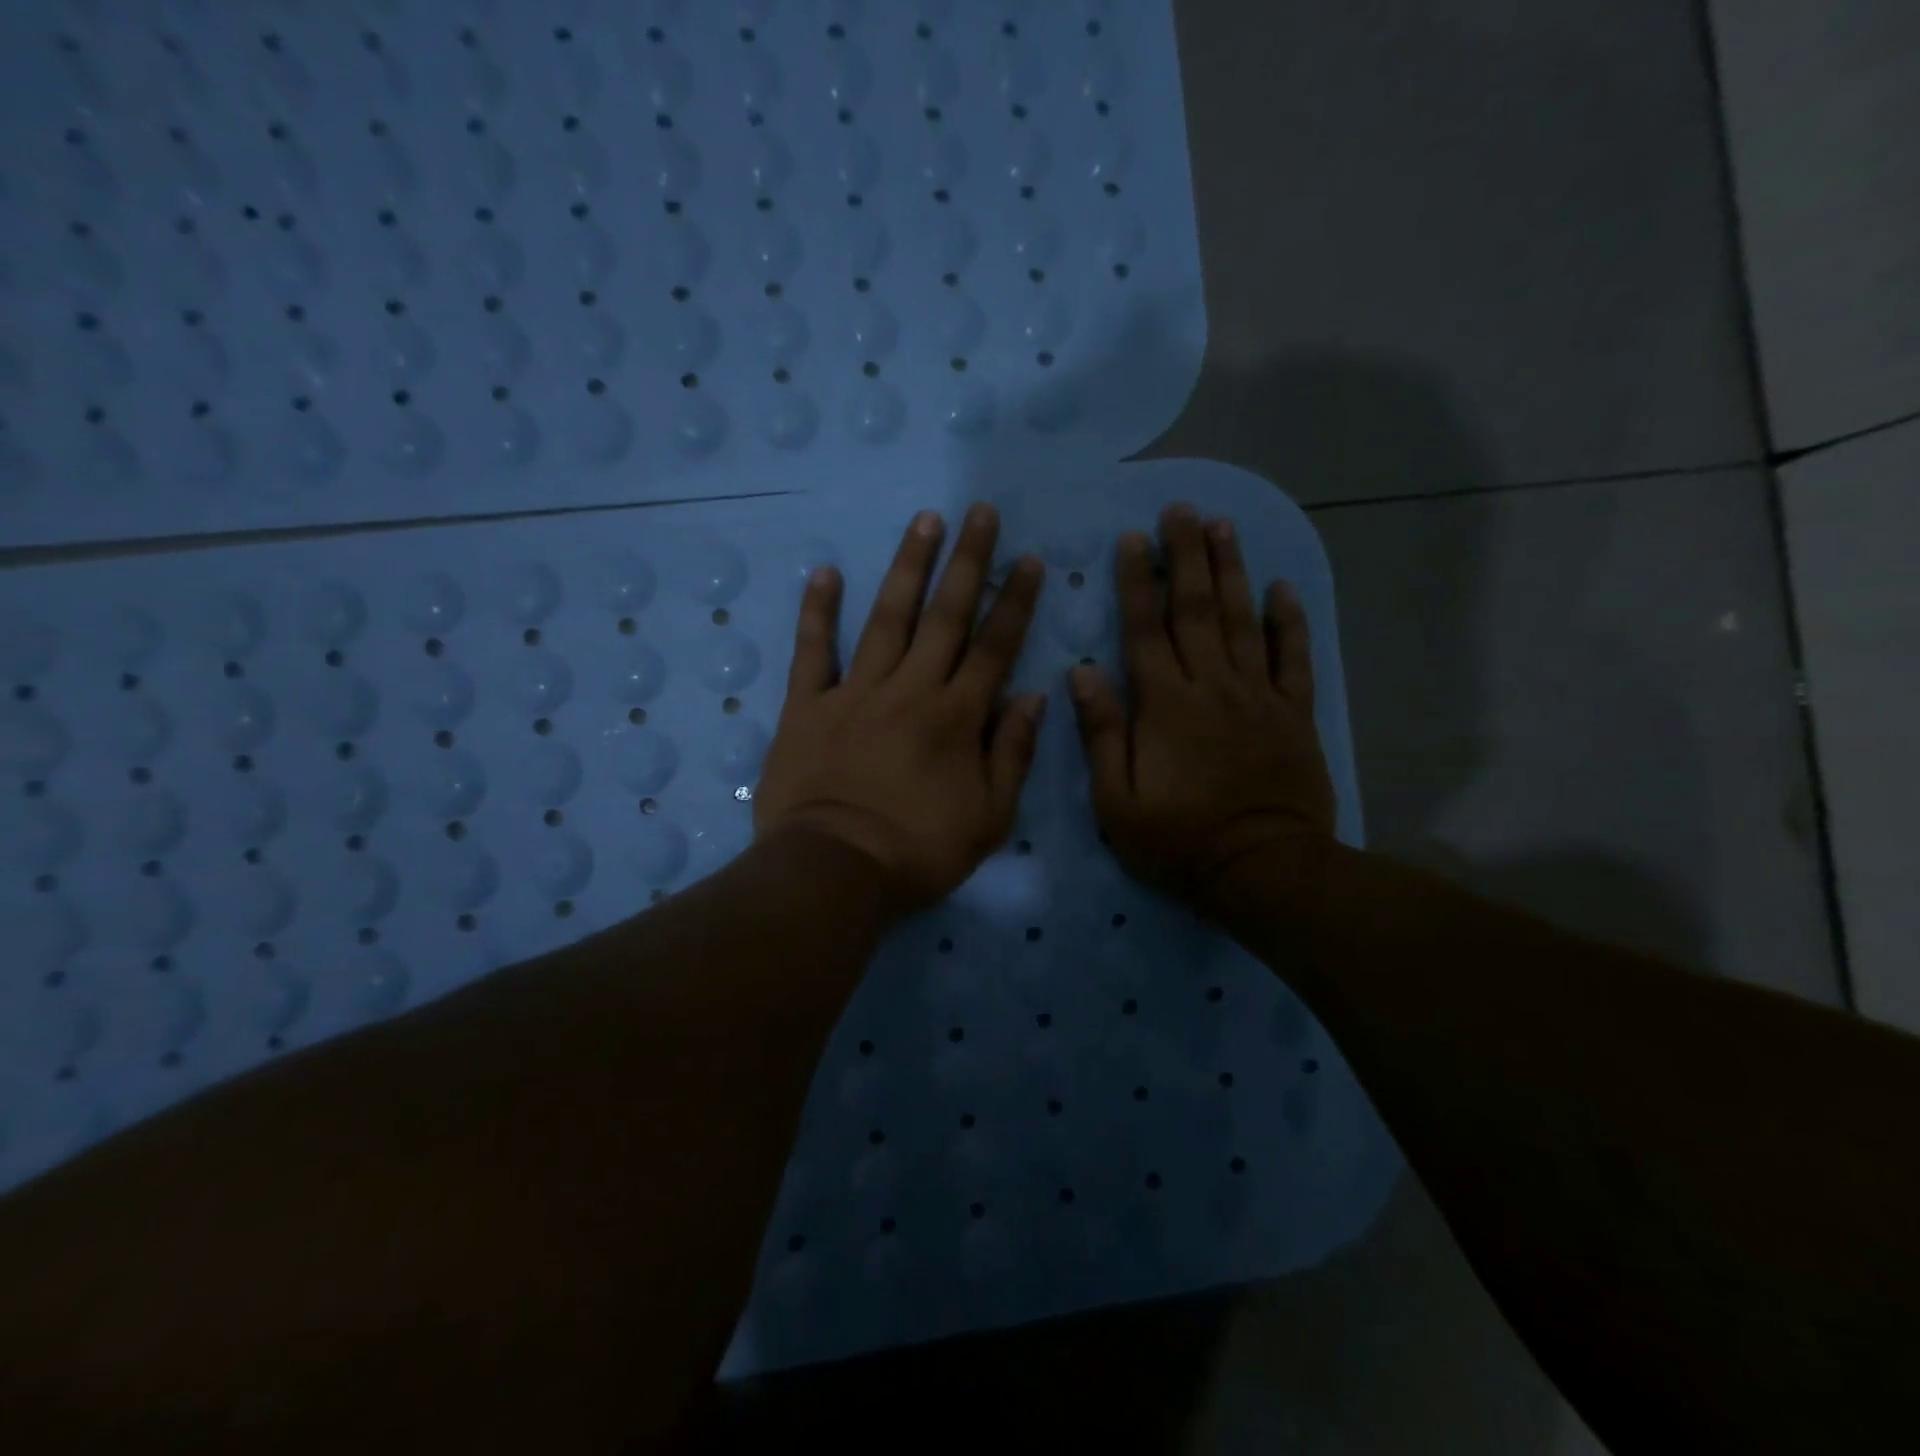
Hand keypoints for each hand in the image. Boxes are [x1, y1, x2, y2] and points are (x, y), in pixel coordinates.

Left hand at [755, 503, 1047, 912]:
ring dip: (908, 567)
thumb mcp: (988, 818)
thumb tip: (1033, 697)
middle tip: (980, 512)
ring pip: (887, 618)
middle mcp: (911, 690)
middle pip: (945, 616)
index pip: (994, 648)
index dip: (1014, 602)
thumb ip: (1013, 754)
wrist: (834, 871)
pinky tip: (826, 572)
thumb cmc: (918, 852)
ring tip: (925, 521)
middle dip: (968, 562)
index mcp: (957, 717)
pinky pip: (813, 651)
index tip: (1028, 560)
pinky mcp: (807, 705)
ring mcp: (855, 692)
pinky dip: (818, 611)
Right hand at [1068, 503, 1335, 916]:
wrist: (1262, 870)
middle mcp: (1212, 687)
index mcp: (1164, 705)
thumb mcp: (1116, 800)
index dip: (1138, 582)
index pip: (1145, 629)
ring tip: (1223, 527)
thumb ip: (1101, 733)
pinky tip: (1283, 588)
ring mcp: (1258, 697)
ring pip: (1244, 621)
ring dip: (1233, 571)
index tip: (1133, 539)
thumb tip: (1083, 671)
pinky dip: (1290, 622)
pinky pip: (1294, 658)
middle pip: (1197, 610)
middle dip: (1187, 557)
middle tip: (1182, 510)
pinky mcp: (1294, 714)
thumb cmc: (1178, 840)